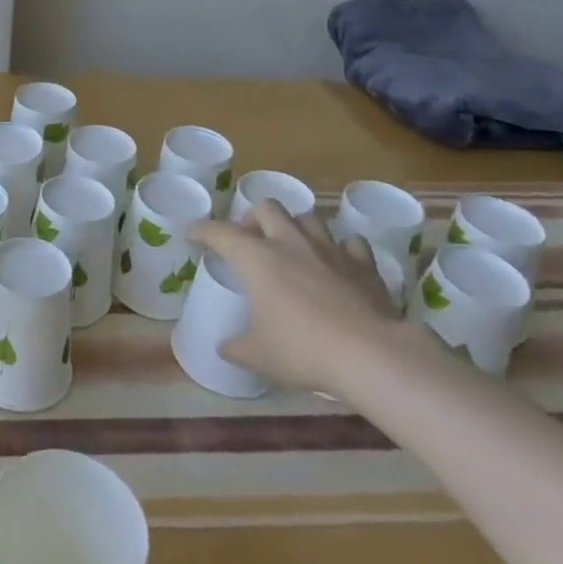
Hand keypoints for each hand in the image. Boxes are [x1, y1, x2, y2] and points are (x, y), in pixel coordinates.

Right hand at [190, 199, 401, 396]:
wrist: (371, 355)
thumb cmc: (303, 350)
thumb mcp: (259, 356)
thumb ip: (237, 347)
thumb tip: (224, 348)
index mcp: (257, 258)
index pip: (219, 232)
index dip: (202, 230)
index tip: (192, 235)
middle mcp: (290, 242)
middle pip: (267, 207)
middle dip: (254, 217)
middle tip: (250, 239)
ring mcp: (329, 249)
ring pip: (308, 217)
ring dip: (296, 227)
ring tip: (293, 247)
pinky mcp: (363, 264)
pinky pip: (350, 243)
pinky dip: (341, 249)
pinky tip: (339, 264)